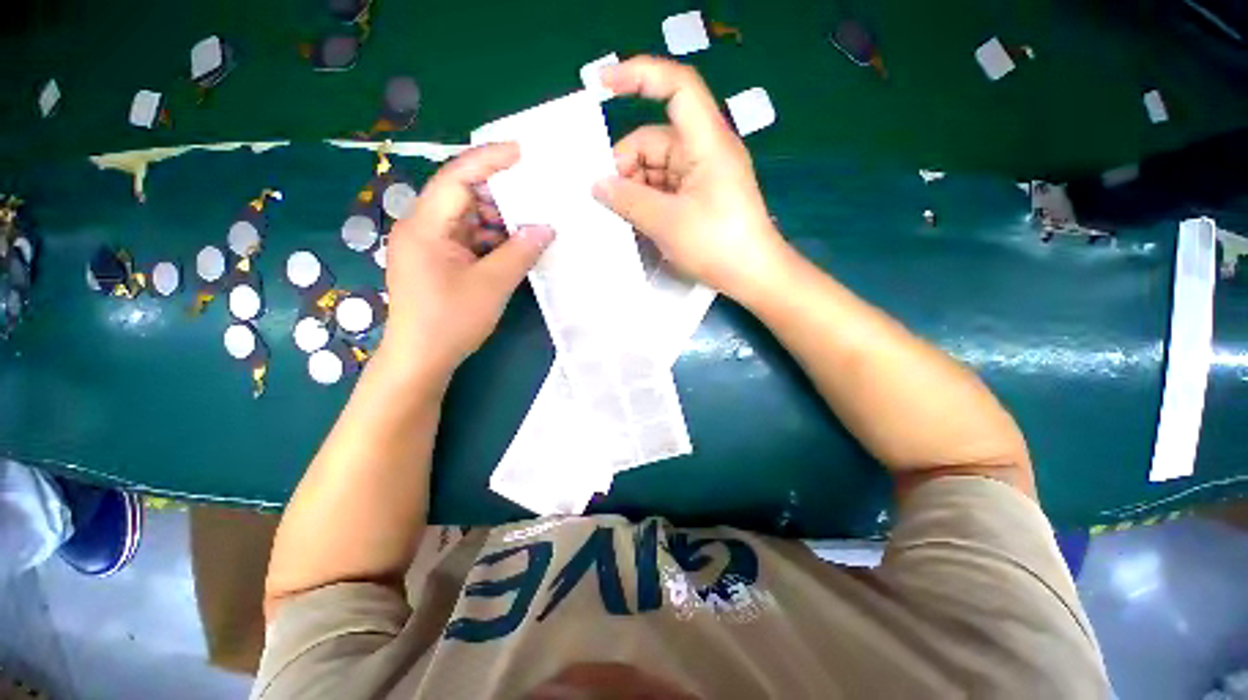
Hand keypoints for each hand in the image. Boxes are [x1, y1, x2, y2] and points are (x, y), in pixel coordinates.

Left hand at [379, 143, 553, 378]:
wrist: (421, 358)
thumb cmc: (451, 321)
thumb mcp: (492, 285)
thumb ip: (520, 252)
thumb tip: (546, 228)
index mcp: (426, 226)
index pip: (457, 177)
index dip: (490, 160)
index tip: (522, 151)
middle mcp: (422, 227)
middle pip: (462, 195)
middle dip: (500, 194)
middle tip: (536, 193)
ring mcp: (429, 244)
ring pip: (468, 218)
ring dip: (499, 220)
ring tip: (531, 223)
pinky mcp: (438, 260)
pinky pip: (468, 238)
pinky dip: (491, 239)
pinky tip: (515, 245)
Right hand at [592, 56, 789, 299]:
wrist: (753, 276)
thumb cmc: (717, 245)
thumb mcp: (666, 223)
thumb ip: (628, 200)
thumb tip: (598, 185)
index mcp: (706, 142)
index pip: (676, 87)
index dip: (638, 75)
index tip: (602, 85)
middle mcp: (705, 150)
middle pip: (655, 139)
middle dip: (626, 165)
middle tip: (605, 199)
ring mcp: (703, 175)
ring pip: (657, 167)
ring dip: (635, 188)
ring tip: (618, 216)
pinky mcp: (701, 195)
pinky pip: (666, 187)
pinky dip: (648, 200)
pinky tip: (634, 220)